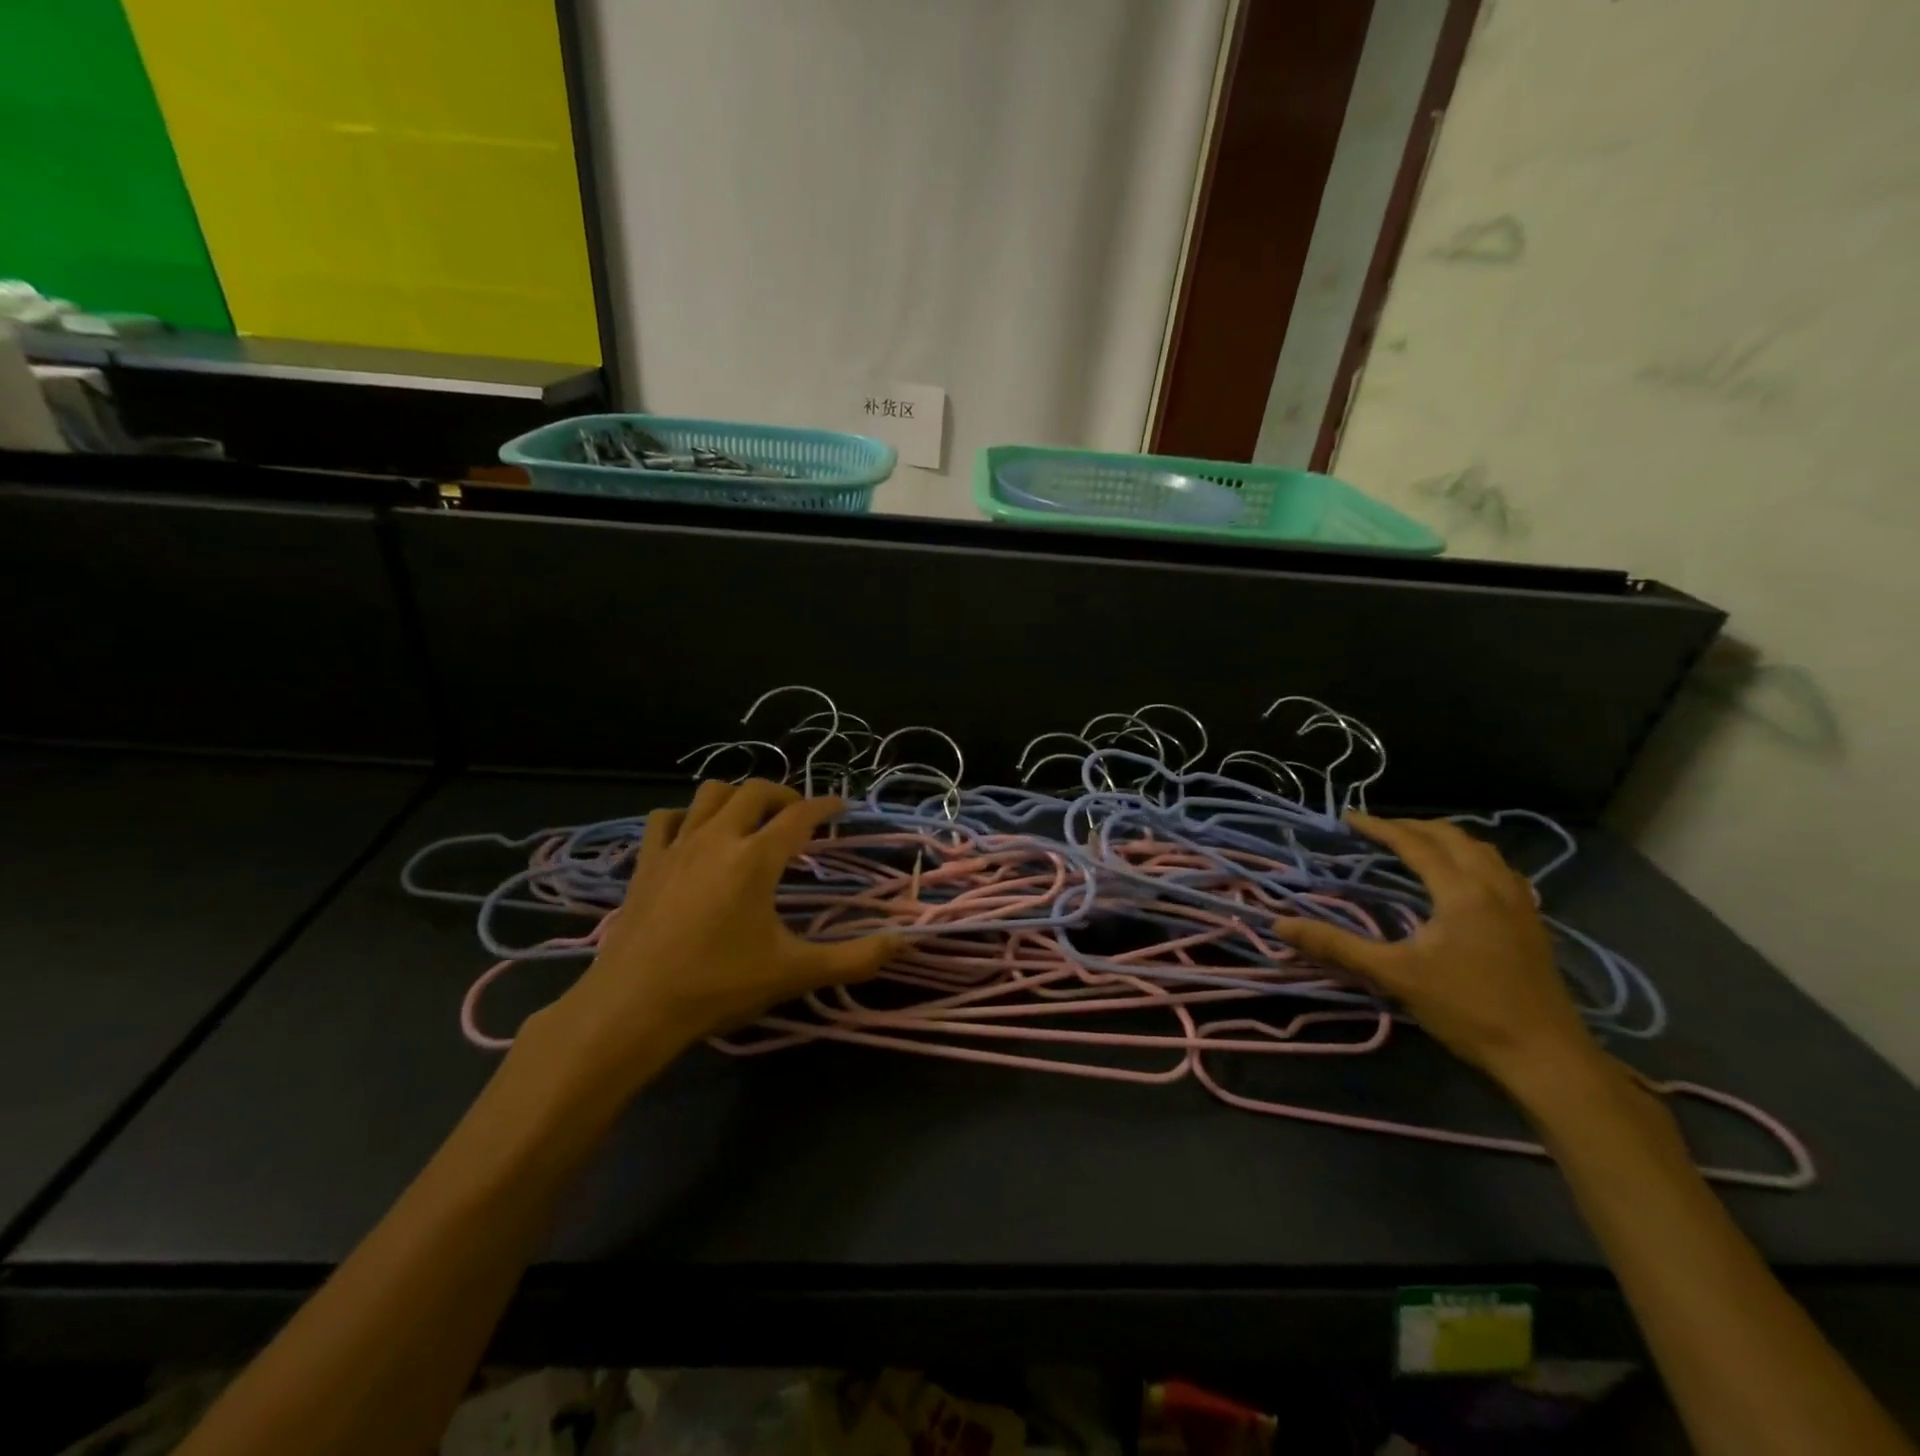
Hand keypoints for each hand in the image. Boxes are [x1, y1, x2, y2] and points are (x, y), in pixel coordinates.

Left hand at [532, 780, 900, 1085]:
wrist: (632, 1008)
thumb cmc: (718, 986)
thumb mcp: (794, 973)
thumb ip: (853, 958)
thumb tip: (903, 943)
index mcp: (756, 858)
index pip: (800, 815)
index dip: (826, 806)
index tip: (841, 806)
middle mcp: (718, 838)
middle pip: (755, 791)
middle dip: (783, 794)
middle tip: (799, 815)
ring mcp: (677, 847)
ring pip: (710, 794)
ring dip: (737, 797)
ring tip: (751, 820)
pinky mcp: (647, 863)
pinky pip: (666, 819)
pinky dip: (686, 817)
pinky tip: (694, 835)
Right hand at [1274, 813, 1598, 1091]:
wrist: (1546, 1056)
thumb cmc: (1467, 1010)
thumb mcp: (1394, 975)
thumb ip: (1337, 946)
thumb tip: (1281, 925)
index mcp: (1462, 892)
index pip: (1415, 844)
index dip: (1380, 827)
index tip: (1348, 818)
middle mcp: (1495, 886)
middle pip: (1453, 837)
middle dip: (1412, 826)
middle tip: (1378, 829)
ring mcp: (1520, 904)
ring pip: (1483, 851)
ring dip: (1446, 839)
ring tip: (1416, 844)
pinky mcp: (1532, 924)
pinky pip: (1500, 870)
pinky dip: (1472, 858)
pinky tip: (1462, 878)